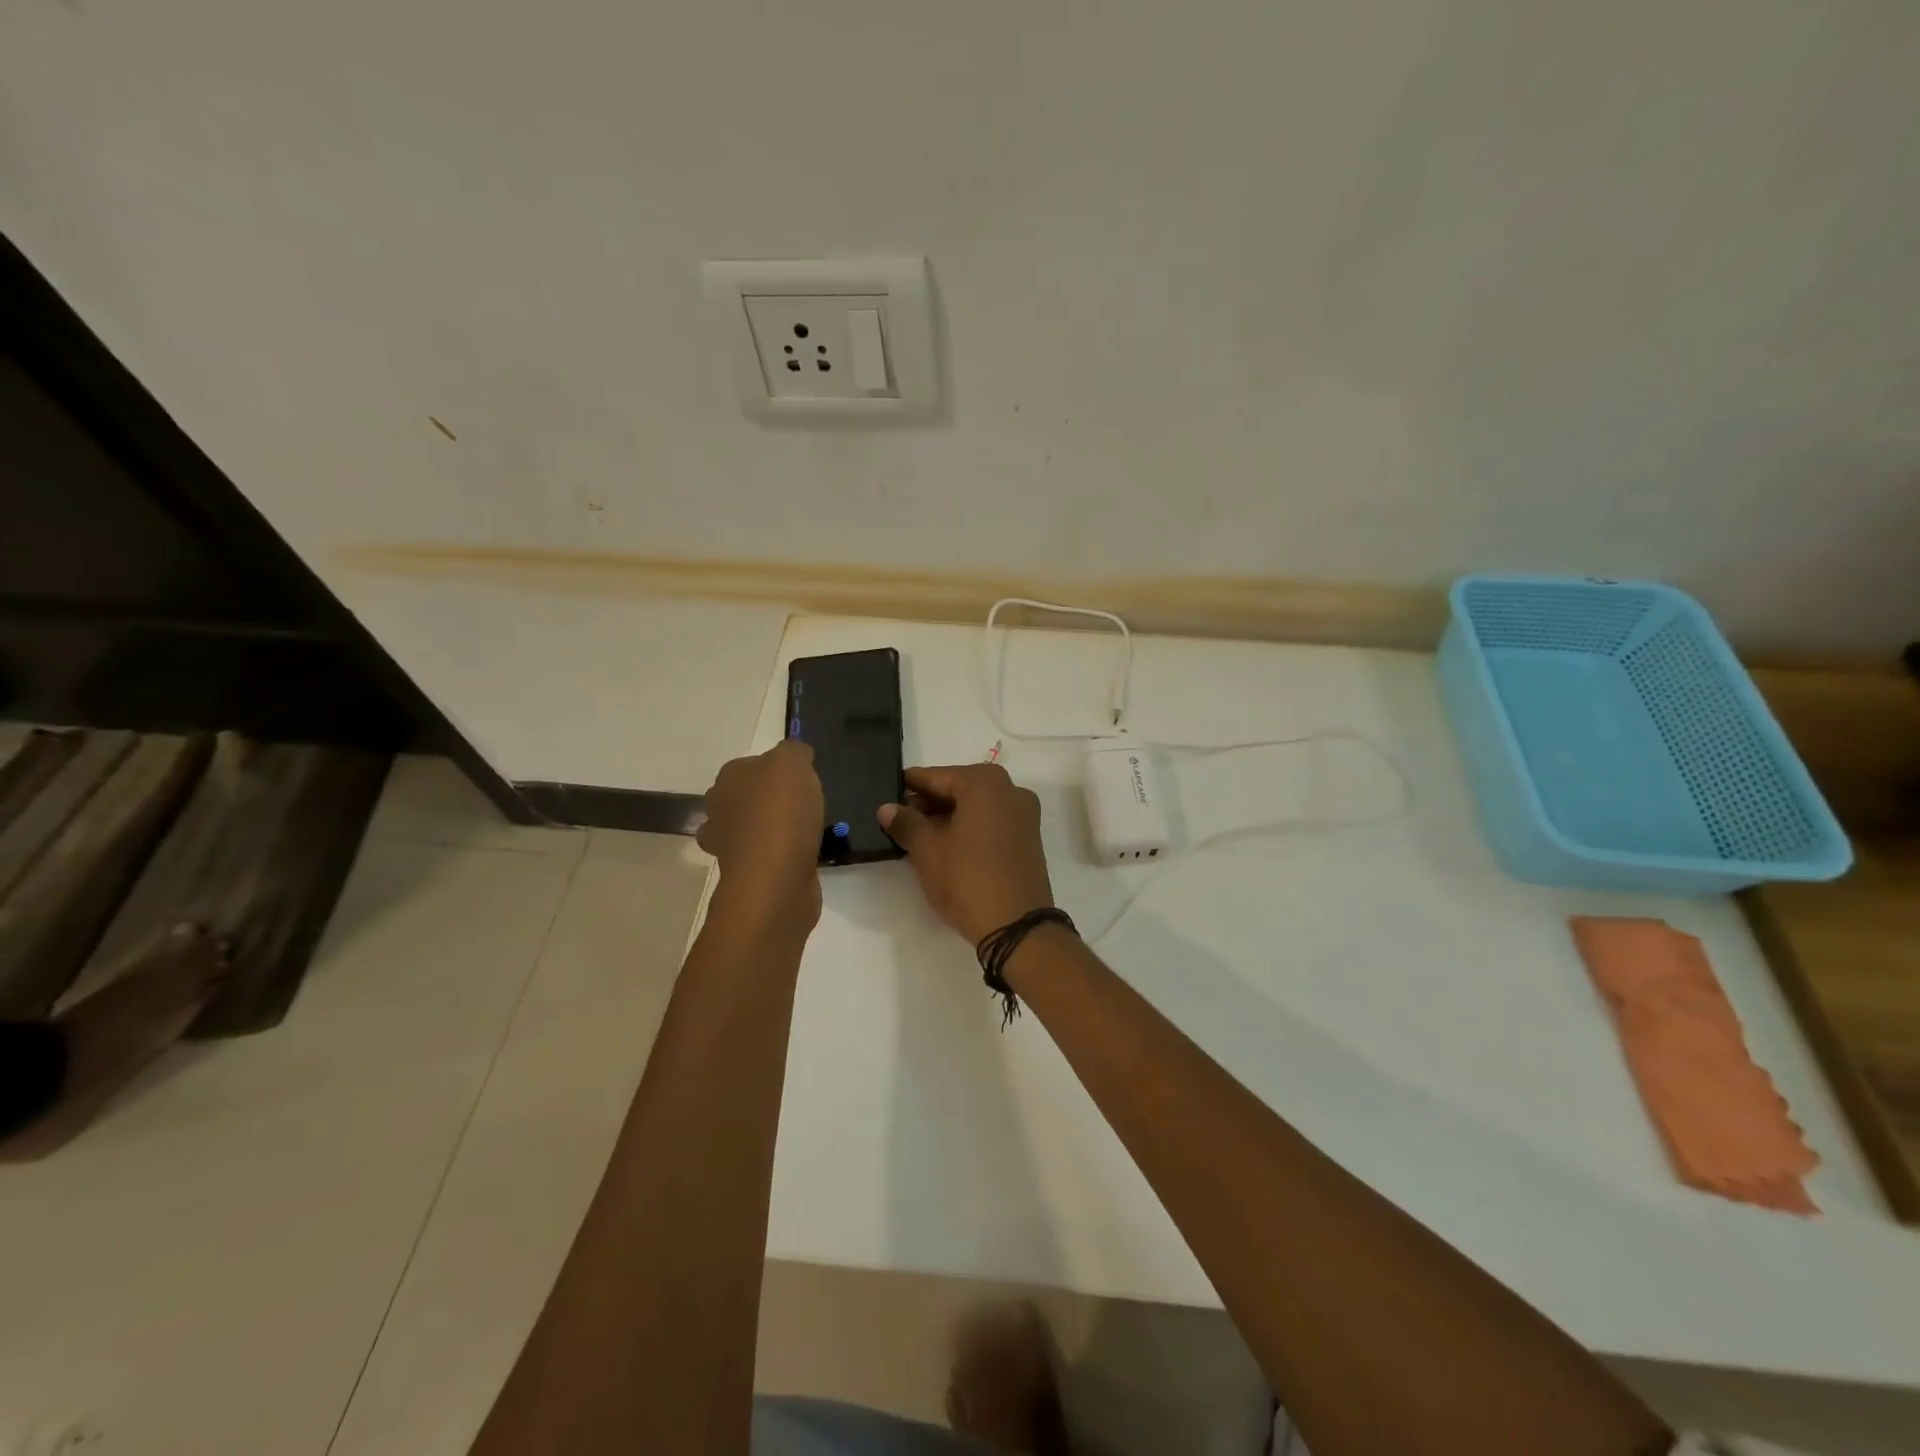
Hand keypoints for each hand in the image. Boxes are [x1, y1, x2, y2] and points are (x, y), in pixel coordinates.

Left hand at [698, 740, 824, 924]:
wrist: (775, 880)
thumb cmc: (781, 814)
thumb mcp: (794, 763)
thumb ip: (794, 751)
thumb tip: (795, 754)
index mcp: (728, 778)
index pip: (751, 764)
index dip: (776, 769)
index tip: (802, 779)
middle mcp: (720, 808)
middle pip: (745, 796)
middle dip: (767, 799)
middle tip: (802, 804)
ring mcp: (728, 844)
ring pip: (749, 827)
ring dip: (768, 828)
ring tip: (802, 831)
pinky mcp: (745, 874)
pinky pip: (763, 855)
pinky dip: (778, 854)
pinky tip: (799, 854)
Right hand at [879, 764, 1054, 944]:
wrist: (1017, 927)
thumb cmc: (968, 879)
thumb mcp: (927, 850)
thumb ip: (906, 823)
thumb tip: (886, 808)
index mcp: (985, 783)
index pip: (937, 777)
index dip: (909, 786)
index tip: (887, 791)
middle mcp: (1010, 790)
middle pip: (959, 789)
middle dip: (928, 804)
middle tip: (898, 820)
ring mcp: (1024, 815)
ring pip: (976, 808)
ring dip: (947, 818)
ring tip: (916, 837)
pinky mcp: (1028, 840)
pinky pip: (991, 823)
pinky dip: (968, 829)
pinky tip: (945, 847)